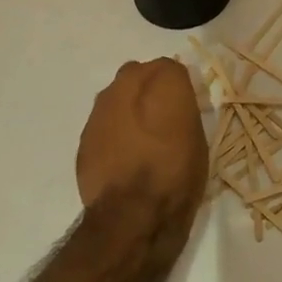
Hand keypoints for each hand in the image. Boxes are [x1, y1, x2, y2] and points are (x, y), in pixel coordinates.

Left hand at [76, 59, 208, 225]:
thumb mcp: (197, 137)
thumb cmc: (178, 173)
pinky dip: (111, 133)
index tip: (182, 105)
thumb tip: (173, 106)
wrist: (134, 214)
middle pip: (138, 74)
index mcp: (163, 80)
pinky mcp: (84, 136)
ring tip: (139, 140)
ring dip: (126, 109)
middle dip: (147, 89)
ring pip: (115, 97)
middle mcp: (127, 84)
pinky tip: (121, 157)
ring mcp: (100, 109)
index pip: (171, 67)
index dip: (177, 86)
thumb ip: (182, 110)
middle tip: (160, 117)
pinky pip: (102, 125)